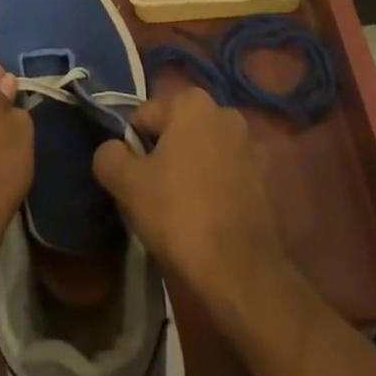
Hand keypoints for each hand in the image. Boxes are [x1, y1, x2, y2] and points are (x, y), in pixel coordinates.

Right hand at [92, 88, 287, 288]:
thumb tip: (112, 150)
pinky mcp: (267, 179)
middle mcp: (225, 113)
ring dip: (192, 171)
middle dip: (164, 155)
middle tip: (154, 195)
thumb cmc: (179, 215)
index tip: (133, 180)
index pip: (145, 117)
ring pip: (204, 152)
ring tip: (183, 211)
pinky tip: (209, 219)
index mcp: (192, 102)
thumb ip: (109, 156)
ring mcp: (251, 146)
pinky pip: (228, 175)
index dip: (132, 147)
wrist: (240, 273)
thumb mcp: (127, 184)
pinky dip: (216, 188)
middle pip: (177, 131)